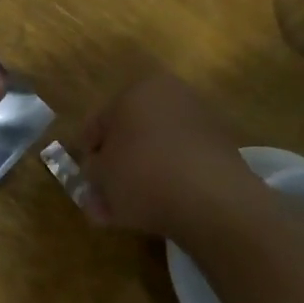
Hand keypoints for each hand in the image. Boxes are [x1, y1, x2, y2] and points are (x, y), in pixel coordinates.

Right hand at [76, 69, 266, 236]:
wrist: (210, 198)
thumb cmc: (142, 174)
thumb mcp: (101, 176)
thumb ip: (92, 172)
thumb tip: (96, 174)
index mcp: (136, 90)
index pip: (98, 122)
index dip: (86, 151)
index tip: (84, 177)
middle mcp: (170, 96)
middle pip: (130, 135)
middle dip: (115, 166)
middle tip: (104, 195)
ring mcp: (199, 121)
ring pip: (156, 151)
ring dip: (139, 178)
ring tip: (127, 212)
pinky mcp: (219, 149)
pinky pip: (181, 164)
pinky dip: (166, 182)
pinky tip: (156, 209)